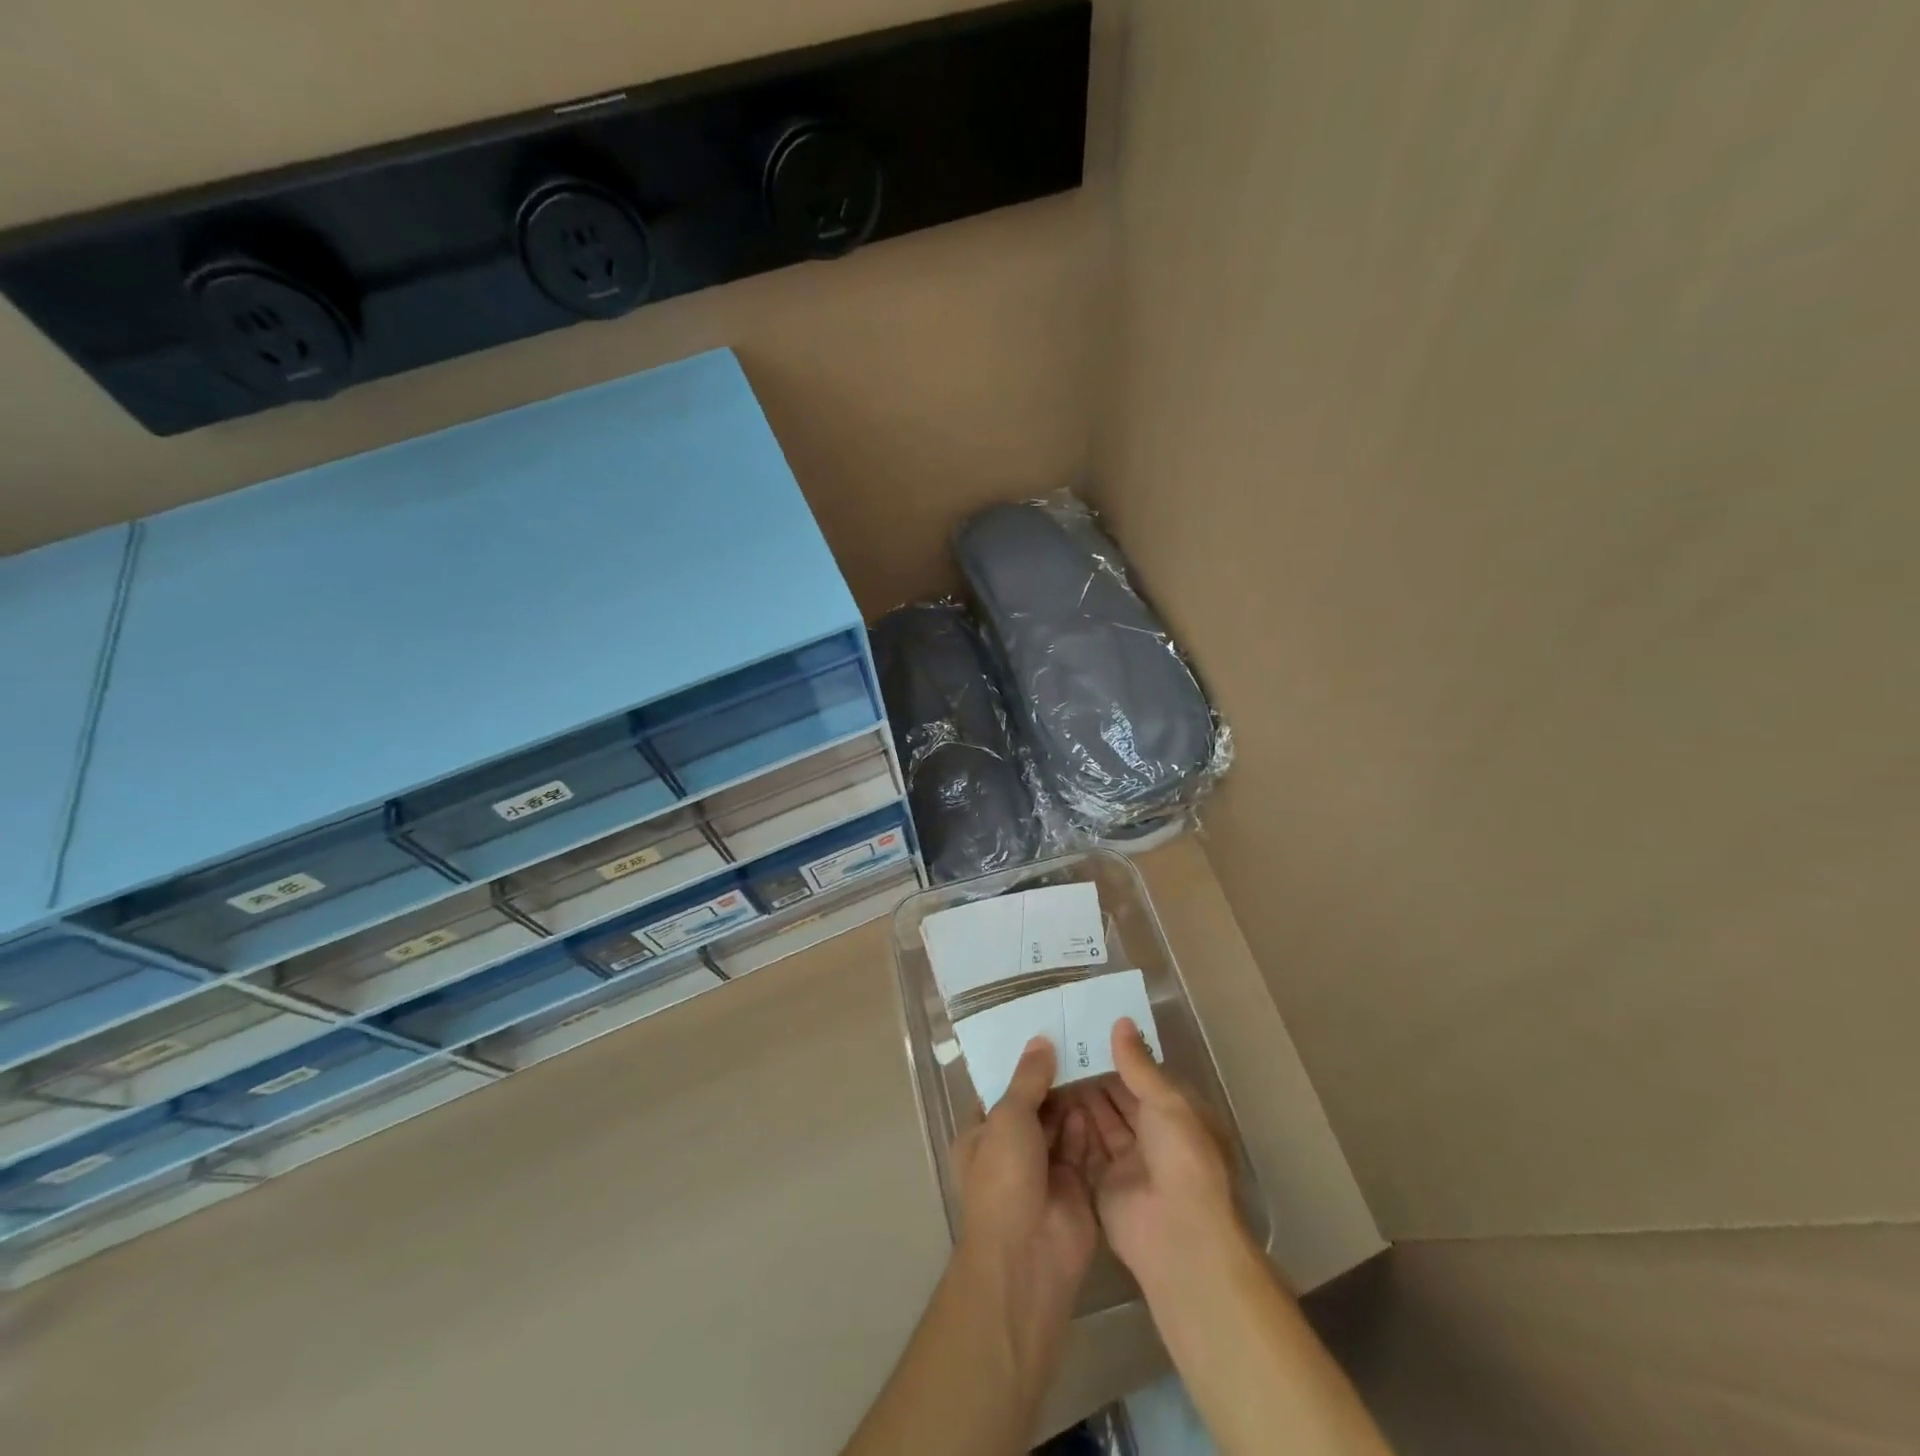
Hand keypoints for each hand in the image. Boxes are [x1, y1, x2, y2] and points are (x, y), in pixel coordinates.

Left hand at [952, 1038, 1097, 1333]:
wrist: (1029, 1257)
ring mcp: (1043, 1168)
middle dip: (1053, 1078)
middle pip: (1034, 1104)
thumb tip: (1040, 1040)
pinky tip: (1104, 1091)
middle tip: (1079, 1036)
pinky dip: (1089, 1123)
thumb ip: (1027, 1079)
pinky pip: (1082, 1146)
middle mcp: (1011, 1149)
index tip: (1044, 1030)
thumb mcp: (1008, 1118)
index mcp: (982, 1134)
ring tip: (1095, 1054)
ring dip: (1073, 1096)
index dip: (1019, 1063)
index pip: (999, 1089)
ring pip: (1060, 1123)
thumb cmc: (1004, 1178)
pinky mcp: (1074, 1185)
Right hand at [1075, 1018, 1245, 1290]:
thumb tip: (1121, 1022)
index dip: (1119, 1055)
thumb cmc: (1182, 1159)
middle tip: (1059, 1043)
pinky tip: (1046, 1100)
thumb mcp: (1166, 1102)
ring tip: (1049, 1064)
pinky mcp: (1104, 1184)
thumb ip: (1138, 1065)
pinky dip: (1071, 1127)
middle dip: (1094, 1074)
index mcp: (1177, 1115)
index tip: (1088, 1029)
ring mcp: (1128, 1162)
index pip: (1144, 1077)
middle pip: (1119, 1098)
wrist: (1179, 1237)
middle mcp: (1153, 1136)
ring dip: (1080, 1097)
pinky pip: (1085, 1148)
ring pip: (1100, 1121)